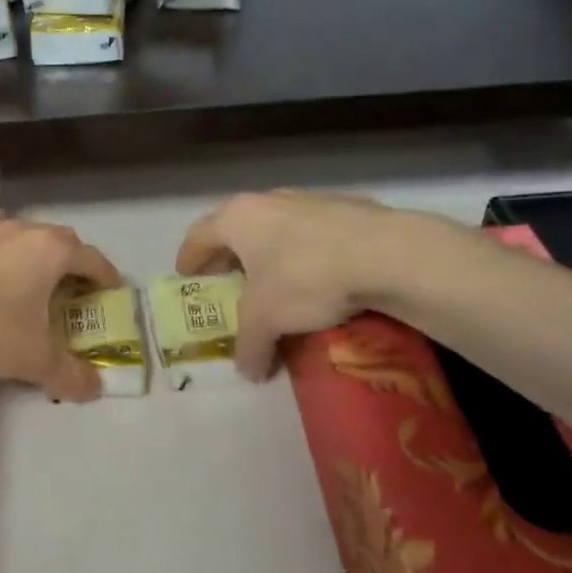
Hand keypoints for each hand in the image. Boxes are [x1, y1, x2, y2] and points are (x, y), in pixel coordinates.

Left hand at [0, 194, 122, 400]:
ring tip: (25, 269)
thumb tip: (95, 389)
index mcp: (50, 252)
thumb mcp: (32, 361)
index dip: (105, 276)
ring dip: (31, 244)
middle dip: (70, 262)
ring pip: (21, 225)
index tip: (109, 291)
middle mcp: (22, 228)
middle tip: (68, 291)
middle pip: (60, 239)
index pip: (92, 259)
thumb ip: (69, 374)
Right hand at [176, 190, 413, 379]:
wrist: (386, 253)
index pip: (199, 235)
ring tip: (274, 282)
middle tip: (227, 281)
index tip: (185, 276)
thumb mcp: (267, 320)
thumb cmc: (306, 277)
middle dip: (229, 255)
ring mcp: (309, 200)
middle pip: (236, 228)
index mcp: (238, 217)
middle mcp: (268, 200)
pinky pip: (312, 233)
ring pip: (276, 227)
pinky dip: (305, 253)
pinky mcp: (347, 208)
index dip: (189, 258)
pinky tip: (319, 278)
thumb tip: (247, 372)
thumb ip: (249, 345)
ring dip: (269, 253)